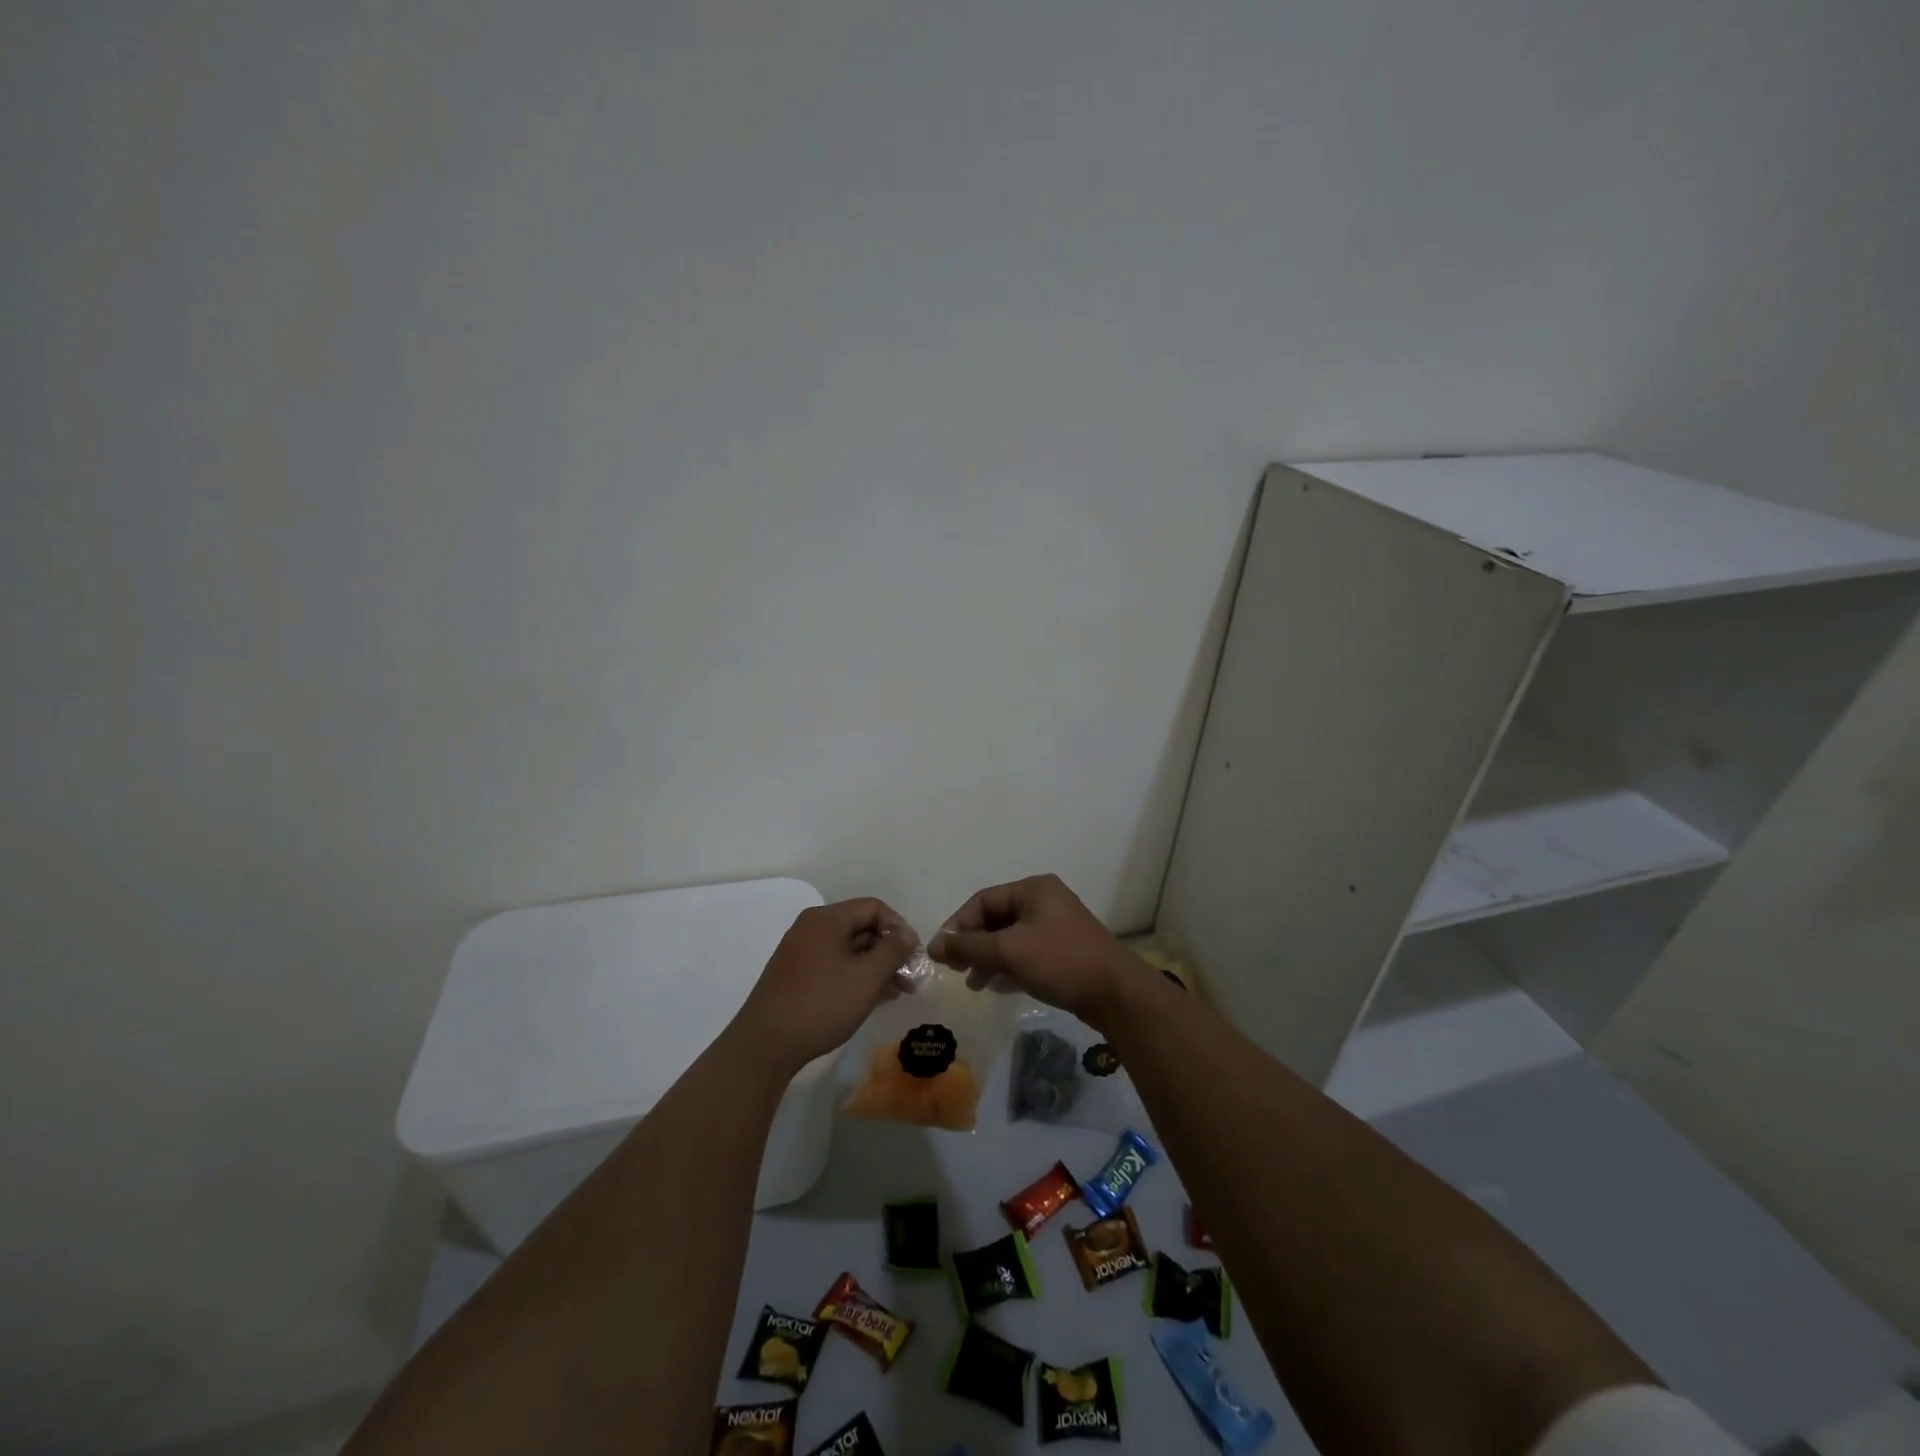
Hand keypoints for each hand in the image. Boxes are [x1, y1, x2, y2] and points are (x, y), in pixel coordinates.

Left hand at [734, 898, 915, 1074]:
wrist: (765, 1045)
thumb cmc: (822, 1004)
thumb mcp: (867, 977)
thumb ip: (893, 950)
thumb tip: (908, 933)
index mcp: (826, 919)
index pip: (873, 907)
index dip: (898, 927)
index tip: (912, 957)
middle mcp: (811, 928)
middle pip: (860, 927)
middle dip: (888, 951)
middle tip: (908, 980)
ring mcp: (800, 952)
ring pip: (848, 950)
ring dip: (874, 967)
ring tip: (894, 994)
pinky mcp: (795, 975)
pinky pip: (833, 965)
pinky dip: (854, 977)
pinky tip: (869, 999)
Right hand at [927, 874, 1136, 1025]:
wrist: (1115, 994)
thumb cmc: (1059, 961)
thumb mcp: (1008, 951)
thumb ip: (968, 946)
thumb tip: (934, 945)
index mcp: (1033, 889)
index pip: (983, 900)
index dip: (958, 924)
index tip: (941, 952)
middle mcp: (1044, 901)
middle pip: (996, 918)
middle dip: (973, 944)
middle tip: (954, 969)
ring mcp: (1056, 926)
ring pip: (1010, 938)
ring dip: (988, 958)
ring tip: (973, 984)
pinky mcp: (1063, 951)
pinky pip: (1026, 953)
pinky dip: (1008, 966)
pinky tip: (996, 987)